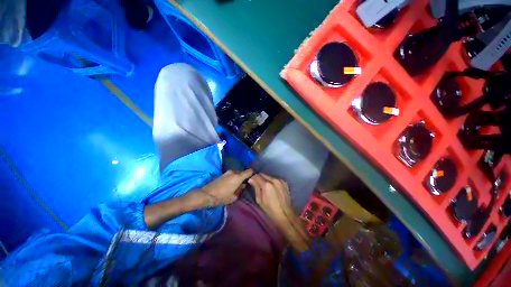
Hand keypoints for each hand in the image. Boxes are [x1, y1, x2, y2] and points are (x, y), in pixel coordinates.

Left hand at [198, 169, 252, 206]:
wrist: (206, 194)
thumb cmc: (222, 197)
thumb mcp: (233, 197)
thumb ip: (240, 190)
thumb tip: (243, 185)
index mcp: (238, 177)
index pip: (249, 171)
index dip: (253, 173)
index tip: (254, 177)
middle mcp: (233, 172)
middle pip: (242, 172)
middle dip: (244, 177)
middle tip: (245, 184)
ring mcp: (227, 172)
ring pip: (236, 174)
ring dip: (238, 178)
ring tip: (238, 185)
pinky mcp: (223, 174)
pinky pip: (231, 175)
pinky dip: (233, 178)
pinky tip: (231, 184)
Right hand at [248, 173, 292, 224]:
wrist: (286, 214)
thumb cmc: (270, 209)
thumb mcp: (259, 200)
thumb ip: (256, 187)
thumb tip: (251, 180)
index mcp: (267, 185)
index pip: (257, 176)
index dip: (253, 178)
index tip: (251, 181)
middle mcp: (274, 180)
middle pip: (263, 174)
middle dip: (259, 178)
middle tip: (257, 184)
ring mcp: (280, 180)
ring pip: (269, 176)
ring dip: (266, 179)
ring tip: (265, 187)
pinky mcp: (284, 182)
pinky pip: (275, 179)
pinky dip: (272, 181)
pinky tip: (272, 188)